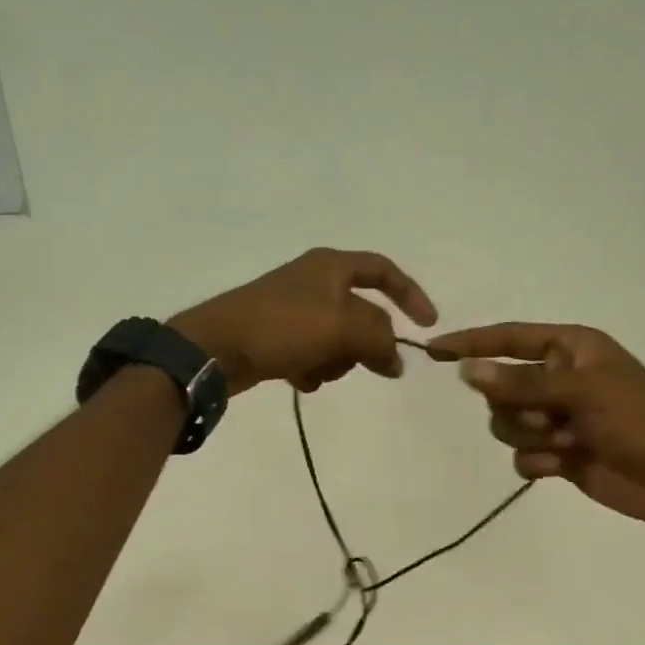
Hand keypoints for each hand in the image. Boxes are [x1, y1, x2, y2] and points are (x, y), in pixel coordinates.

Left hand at [170, 248, 437, 394]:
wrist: (216, 348)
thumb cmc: (283, 326)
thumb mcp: (344, 326)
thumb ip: (381, 339)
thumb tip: (396, 360)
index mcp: (331, 266)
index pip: (383, 271)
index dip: (410, 295)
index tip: (428, 325)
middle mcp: (313, 282)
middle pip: (361, 313)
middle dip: (364, 343)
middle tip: (369, 367)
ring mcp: (291, 310)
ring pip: (337, 338)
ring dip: (335, 360)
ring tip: (316, 370)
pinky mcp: (275, 337)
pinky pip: (310, 354)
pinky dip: (311, 369)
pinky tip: (298, 379)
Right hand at [427, 322, 644, 527]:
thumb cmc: (640, 419)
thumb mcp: (581, 391)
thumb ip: (520, 383)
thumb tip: (466, 370)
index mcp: (570, 349)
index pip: (509, 338)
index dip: (471, 343)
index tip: (434, 350)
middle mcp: (559, 378)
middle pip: (500, 388)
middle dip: (517, 408)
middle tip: (550, 419)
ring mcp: (557, 417)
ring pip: (506, 423)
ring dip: (529, 436)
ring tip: (565, 443)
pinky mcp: (558, 453)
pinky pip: (521, 454)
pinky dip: (537, 461)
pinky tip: (563, 466)